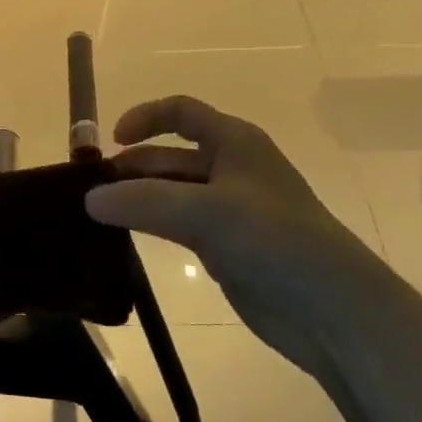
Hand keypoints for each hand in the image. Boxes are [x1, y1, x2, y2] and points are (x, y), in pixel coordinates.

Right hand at [85, 96, 393, 376]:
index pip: (181, 112)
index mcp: (235, 142)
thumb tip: (89, 199)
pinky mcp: (223, 247)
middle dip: (131, 167)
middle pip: (169, 156)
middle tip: (89, 190)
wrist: (332, 309)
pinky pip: (175, 225)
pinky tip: (122, 237)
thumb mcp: (207, 211)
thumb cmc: (276, 240)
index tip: (111, 141)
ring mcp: (226, 210)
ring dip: (135, 199)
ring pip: (168, 193)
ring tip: (95, 214)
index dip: (145, 118)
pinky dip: (148, 225)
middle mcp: (230, 168)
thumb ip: (144, 201)